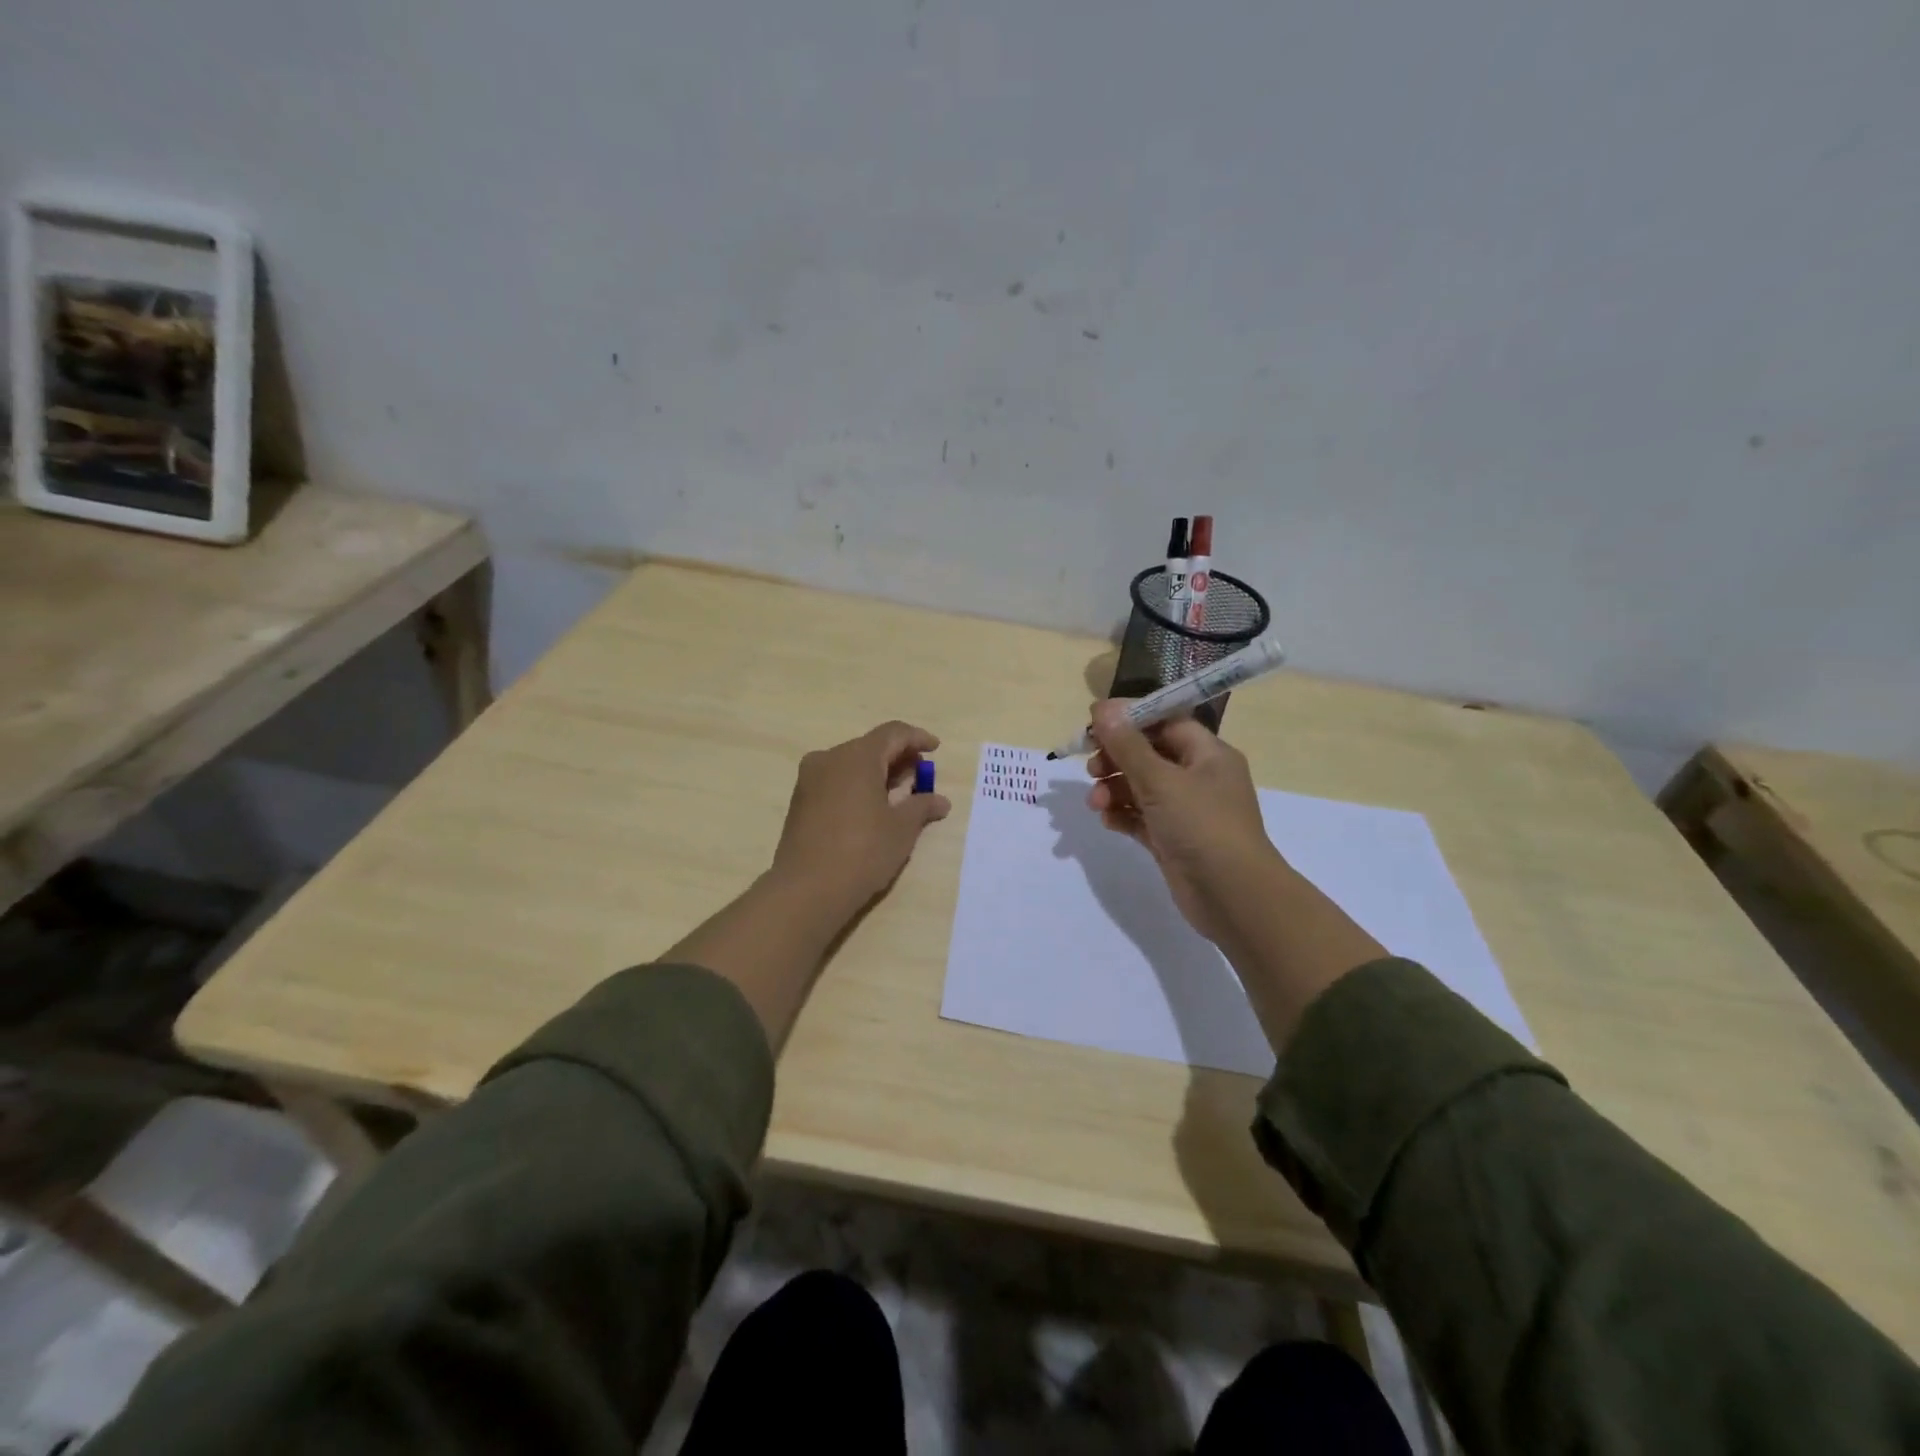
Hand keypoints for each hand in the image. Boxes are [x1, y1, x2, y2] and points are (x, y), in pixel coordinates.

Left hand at [771, 720, 952, 911]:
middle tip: (921, 777)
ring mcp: (810, 779)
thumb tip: (940, 800)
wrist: (806, 890)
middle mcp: (829, 759)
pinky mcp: (800, 801)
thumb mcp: (901, 829)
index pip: (892, 733)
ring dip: (877, 773)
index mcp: (856, 757)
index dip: (917, 738)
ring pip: (851, 764)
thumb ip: (922, 806)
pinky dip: (857, 785)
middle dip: (898, 758)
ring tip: (899, 795)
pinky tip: (872, 808)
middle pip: (870, 747)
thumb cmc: (862, 852)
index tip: (935, 749)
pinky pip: (836, 780)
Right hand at [1085, 701, 1283, 944]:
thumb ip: (1127, 744)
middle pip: (1149, 754)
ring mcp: (1186, 810)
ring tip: (1096, 802)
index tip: (1095, 723)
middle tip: (1091, 767)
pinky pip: (1141, 817)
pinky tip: (1107, 819)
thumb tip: (1102, 707)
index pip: (1166, 721)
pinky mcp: (1172, 839)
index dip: (1130, 719)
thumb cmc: (1201, 826)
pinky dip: (1122, 815)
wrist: (1233, 896)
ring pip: (1141, 787)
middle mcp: (1199, 778)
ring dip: (1114, 789)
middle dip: (1116, 758)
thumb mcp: (1160, 780)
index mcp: (1207, 754)